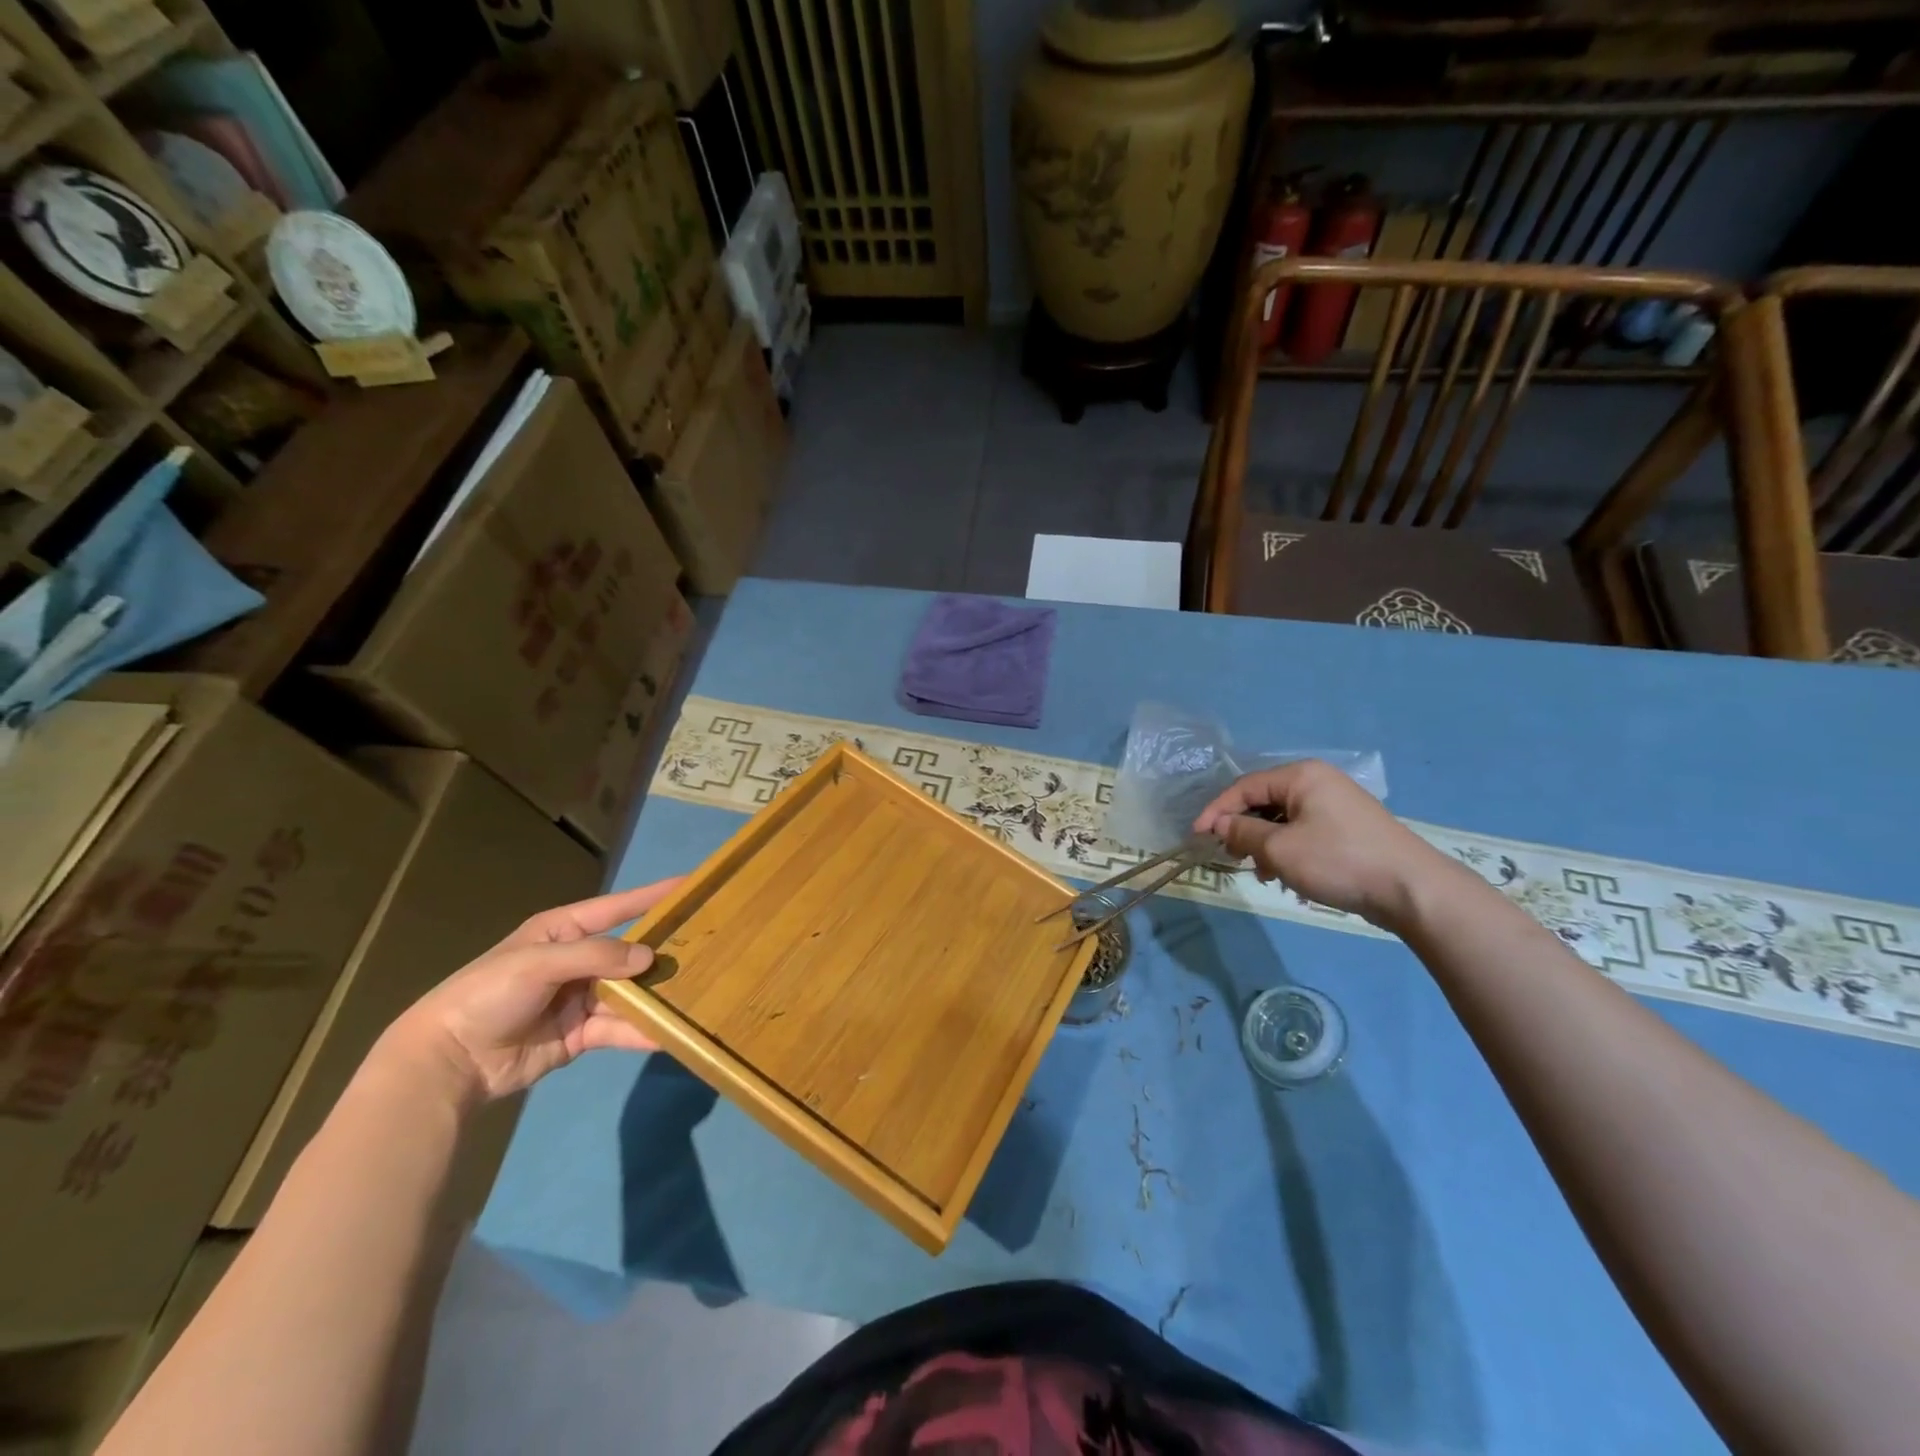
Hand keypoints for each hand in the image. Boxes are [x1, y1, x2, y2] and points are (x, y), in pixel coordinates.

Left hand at [384, 879, 681, 1104]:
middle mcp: (577, 961)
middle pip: (629, 952)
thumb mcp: (539, 962)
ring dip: (656, 994)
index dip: (652, 896)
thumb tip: (648, 957)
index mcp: (562, 931)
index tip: (690, 885)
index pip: (617, 907)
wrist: (448, 1061)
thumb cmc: (488, 994)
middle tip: (707, 944)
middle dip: (663, 950)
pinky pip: (619, 1028)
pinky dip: (642, 1031)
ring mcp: (580, 999)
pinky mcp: (580, 1034)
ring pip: (629, 992)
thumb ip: (596, 955)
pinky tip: (671, 1033)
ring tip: (697, 991)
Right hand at [1193, 760, 1443, 931]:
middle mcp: (1318, 781)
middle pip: (1263, 801)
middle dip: (1242, 830)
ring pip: (1283, 820)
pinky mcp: (1349, 828)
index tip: (1196, 837)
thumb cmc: (1338, 860)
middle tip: (1230, 857)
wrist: (1412, 889)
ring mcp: (1337, 804)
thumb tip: (1220, 825)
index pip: (1244, 786)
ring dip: (1265, 845)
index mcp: (1301, 775)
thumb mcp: (1279, 849)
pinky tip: (1289, 878)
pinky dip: (1289, 851)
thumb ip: (1242, 833)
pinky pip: (1304, 832)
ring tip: (1264, 873)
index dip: (1216, 811)